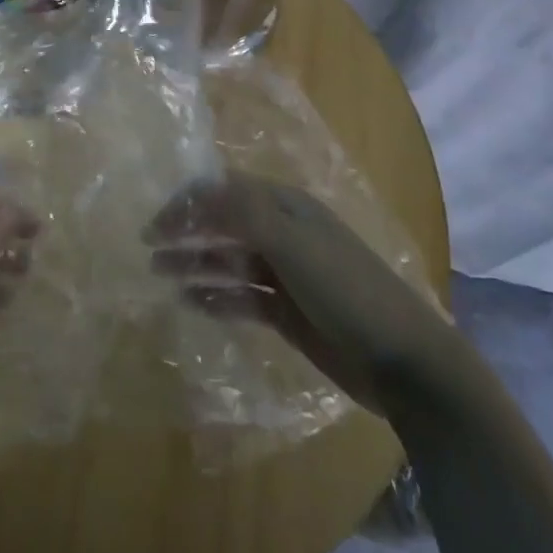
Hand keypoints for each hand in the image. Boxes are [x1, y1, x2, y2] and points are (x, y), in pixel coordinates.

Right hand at [146, 174, 454, 412]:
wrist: (403, 362)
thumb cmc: (346, 291)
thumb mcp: (293, 242)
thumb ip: (243, 212)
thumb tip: (198, 191)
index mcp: (288, 208)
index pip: (227, 191)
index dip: (191, 201)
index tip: (156, 221)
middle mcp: (284, 234)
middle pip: (224, 223)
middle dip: (187, 230)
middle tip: (148, 246)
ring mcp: (286, 275)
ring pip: (229, 261)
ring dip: (195, 262)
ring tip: (158, 272)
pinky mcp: (287, 312)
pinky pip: (241, 297)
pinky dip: (216, 297)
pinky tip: (189, 302)